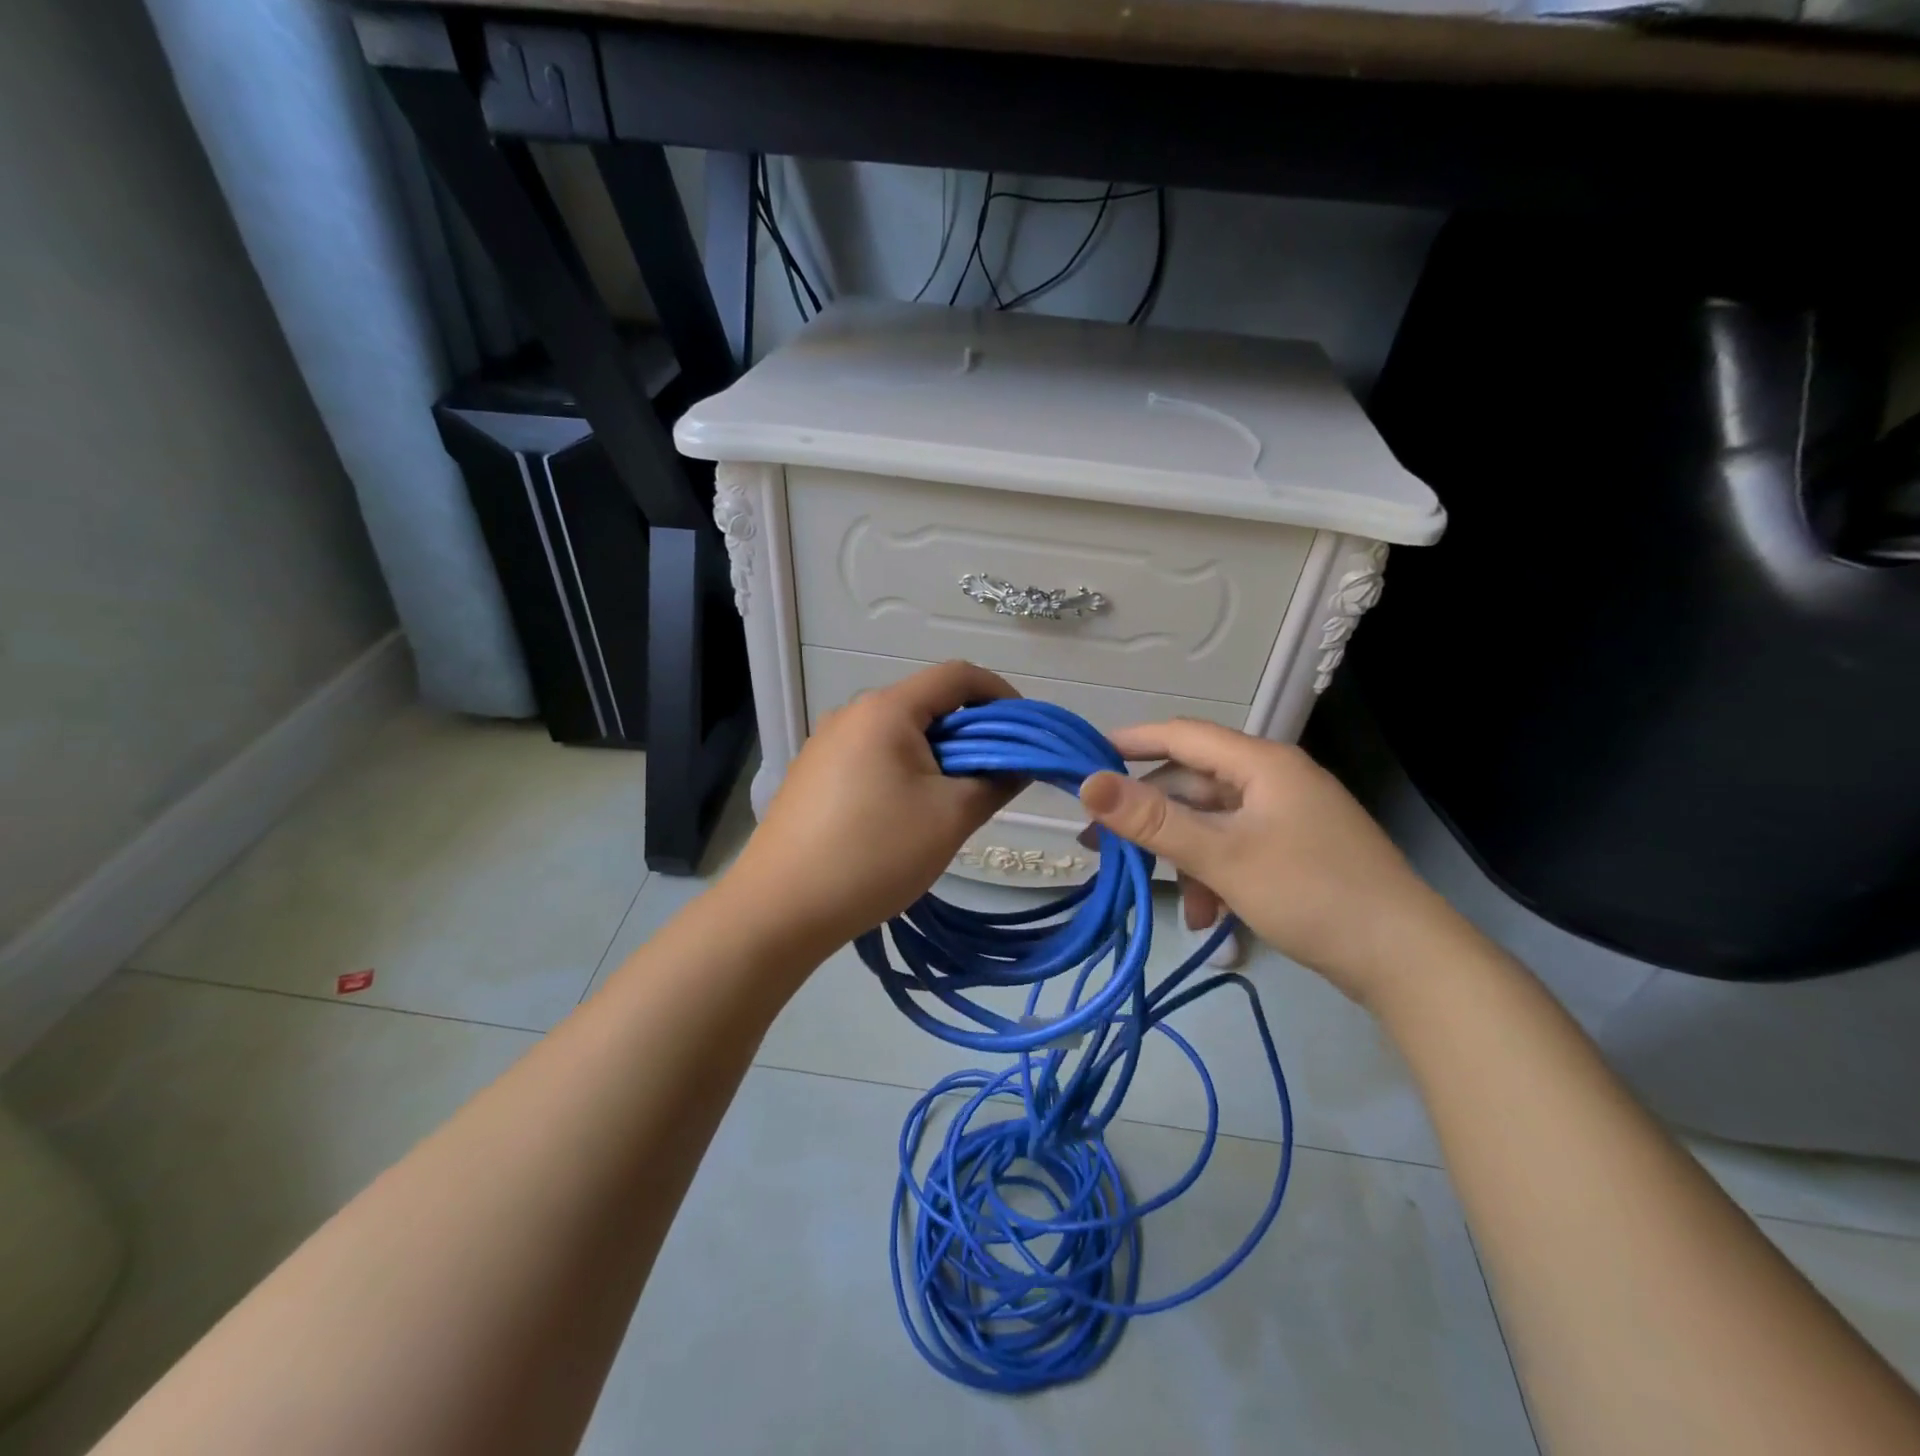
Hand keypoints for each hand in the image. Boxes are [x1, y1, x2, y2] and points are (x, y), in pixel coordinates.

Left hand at [728, 661, 1020, 953]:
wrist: (780, 908)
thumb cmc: (874, 854)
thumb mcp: (950, 818)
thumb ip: (995, 782)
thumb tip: (1017, 765)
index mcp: (886, 710)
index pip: (958, 676)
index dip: (1001, 695)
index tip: (1025, 732)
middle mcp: (852, 713)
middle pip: (927, 704)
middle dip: (972, 733)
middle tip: (996, 776)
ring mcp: (826, 743)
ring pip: (900, 733)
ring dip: (938, 755)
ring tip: (952, 802)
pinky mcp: (813, 773)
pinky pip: (873, 755)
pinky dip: (905, 770)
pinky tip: (906, 815)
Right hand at [1078, 720, 1462, 1004]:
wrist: (1408, 960)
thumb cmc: (1311, 893)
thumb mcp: (1222, 856)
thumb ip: (1153, 820)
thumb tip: (1087, 784)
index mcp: (1261, 763)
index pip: (1181, 735)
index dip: (1130, 742)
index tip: (1082, 758)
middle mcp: (1274, 780)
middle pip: (1194, 784)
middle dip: (1152, 818)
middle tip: (1103, 846)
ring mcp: (1288, 817)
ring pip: (1213, 823)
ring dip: (1185, 858)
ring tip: (1176, 903)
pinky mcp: (1296, 851)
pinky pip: (1237, 849)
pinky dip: (1215, 876)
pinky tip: (1210, 917)